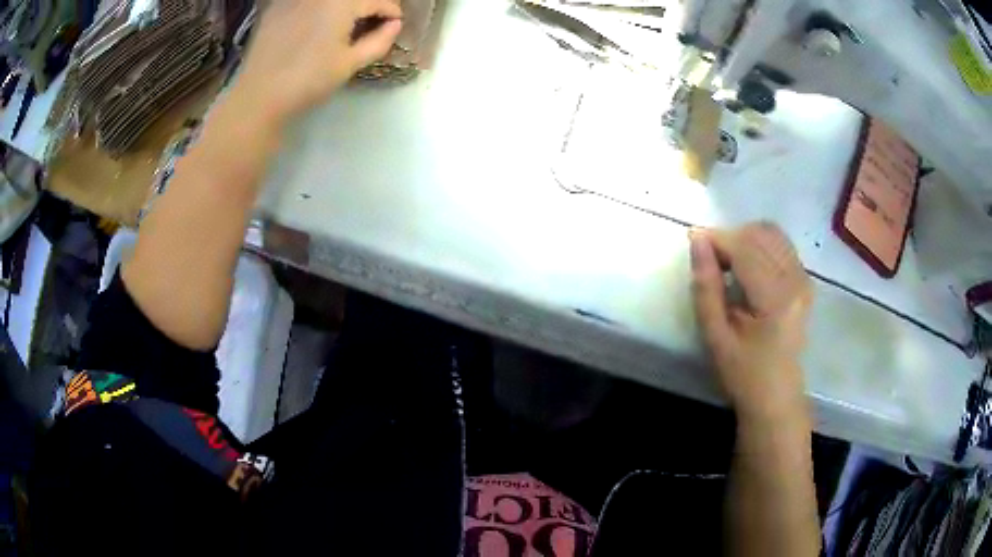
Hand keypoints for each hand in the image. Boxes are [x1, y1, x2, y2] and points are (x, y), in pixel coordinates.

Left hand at [233, 0, 402, 123]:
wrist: (260, 96)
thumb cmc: (309, 80)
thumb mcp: (350, 63)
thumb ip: (379, 41)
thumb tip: (394, 25)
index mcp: (342, 3)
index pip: (379, 0)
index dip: (391, 12)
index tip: (394, 25)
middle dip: (367, 7)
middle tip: (371, 24)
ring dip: (343, 7)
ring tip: (344, 25)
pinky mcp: (277, 7)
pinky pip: (306, 2)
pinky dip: (317, 9)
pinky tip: (314, 25)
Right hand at [690, 222, 812, 420]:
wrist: (777, 398)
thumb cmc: (744, 374)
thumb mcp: (716, 337)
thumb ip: (706, 287)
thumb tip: (697, 241)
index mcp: (776, 298)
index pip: (745, 247)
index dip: (717, 238)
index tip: (692, 240)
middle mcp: (796, 279)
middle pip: (760, 233)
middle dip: (730, 237)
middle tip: (710, 259)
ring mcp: (804, 278)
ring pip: (771, 234)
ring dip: (745, 239)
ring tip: (727, 263)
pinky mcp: (804, 281)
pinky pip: (780, 245)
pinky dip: (758, 246)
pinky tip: (745, 269)